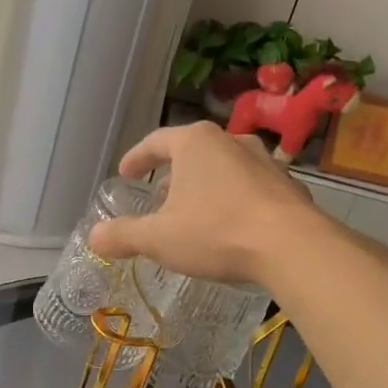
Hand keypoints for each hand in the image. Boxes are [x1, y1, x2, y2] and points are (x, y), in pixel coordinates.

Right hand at [88, 122, 319, 286]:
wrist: (293, 246)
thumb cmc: (216, 232)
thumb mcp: (159, 238)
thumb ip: (123, 235)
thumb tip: (94, 236)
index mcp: (195, 142)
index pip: (155, 142)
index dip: (136, 158)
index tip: (126, 173)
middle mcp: (230, 140)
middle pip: (191, 152)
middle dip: (172, 173)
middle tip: (158, 196)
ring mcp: (264, 160)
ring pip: (222, 167)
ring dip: (204, 186)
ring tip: (193, 211)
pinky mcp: (287, 184)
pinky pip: (248, 187)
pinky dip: (232, 199)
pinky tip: (229, 225)